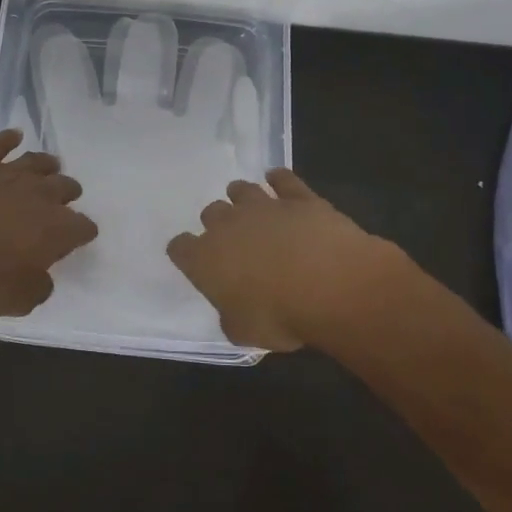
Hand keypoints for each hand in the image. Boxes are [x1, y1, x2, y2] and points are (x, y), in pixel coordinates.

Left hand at [0, 128, 97, 316]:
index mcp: (57, 229)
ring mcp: (7, 173)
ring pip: (36, 161)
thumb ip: (38, 287)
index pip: (82, 227)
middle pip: (65, 187)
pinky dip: (7, 139)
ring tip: (50, 166)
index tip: (77, 238)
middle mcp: (40, 194)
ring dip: (46, 165)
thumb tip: (42, 277)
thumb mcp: (17, 301)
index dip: (81, 233)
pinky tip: (14, 135)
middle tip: (63, 201)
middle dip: (67, 194)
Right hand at [166, 168, 412, 350]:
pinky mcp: (298, 198)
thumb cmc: (280, 316)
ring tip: (250, 207)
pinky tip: (278, 180)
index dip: (185, 253)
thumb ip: (231, 317)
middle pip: (211, 213)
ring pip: (241, 190)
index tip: (194, 261)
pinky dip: (279, 179)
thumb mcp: (244, 332)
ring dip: (242, 197)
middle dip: (218, 224)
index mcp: (205, 259)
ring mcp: (263, 206)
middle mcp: (228, 225)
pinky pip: (283, 179)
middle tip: (234, 240)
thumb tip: (234, 311)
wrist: (330, 285)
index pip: (180, 248)